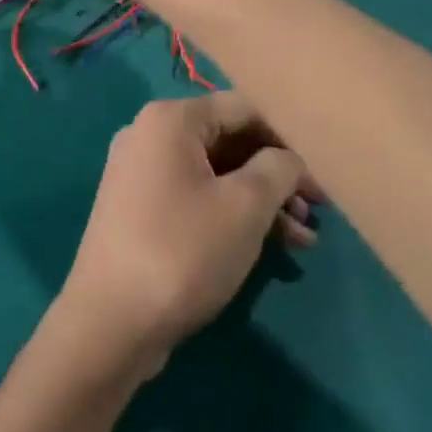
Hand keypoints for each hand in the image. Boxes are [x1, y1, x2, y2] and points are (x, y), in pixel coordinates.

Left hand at [55, 92, 320, 379]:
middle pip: (229, 139)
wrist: (110, 323)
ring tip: (303, 238)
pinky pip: (195, 196)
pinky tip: (271, 245)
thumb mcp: (245, 206)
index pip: (244, 108)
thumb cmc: (183, 251)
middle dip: (276, 175)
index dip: (288, 138)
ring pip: (215, 173)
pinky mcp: (140, 209)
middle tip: (316, 210)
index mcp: (170, 119)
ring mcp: (141, 172)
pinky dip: (231, 213)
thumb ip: (278, 169)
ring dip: (260, 200)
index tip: (321, 174)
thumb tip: (287, 159)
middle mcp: (150, 134)